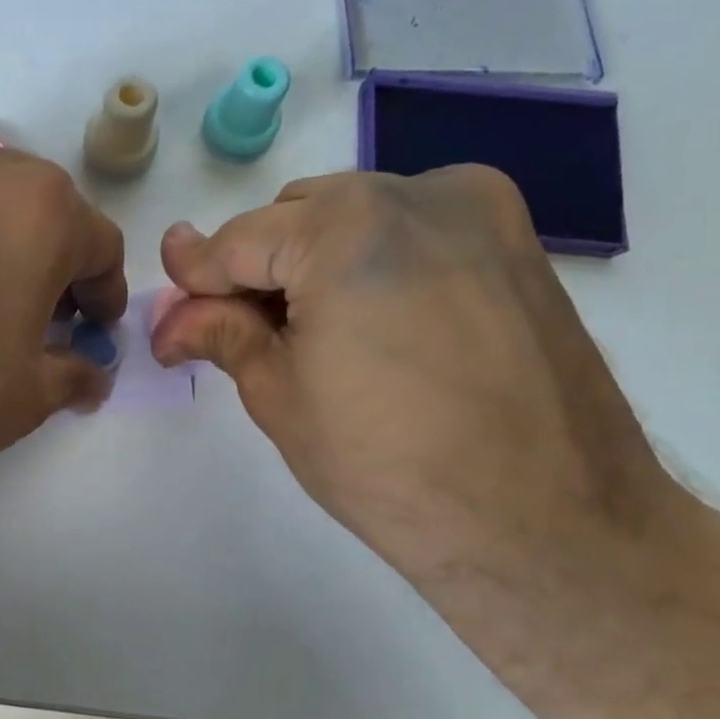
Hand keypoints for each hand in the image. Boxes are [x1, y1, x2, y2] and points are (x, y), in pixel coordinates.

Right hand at [150, 167, 690, 585]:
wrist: (549, 525)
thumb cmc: (390, 467)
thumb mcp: (280, 396)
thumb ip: (220, 333)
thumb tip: (170, 312)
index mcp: (346, 229)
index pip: (239, 240)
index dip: (195, 276)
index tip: (170, 307)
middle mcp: (415, 193)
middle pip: (295, 217)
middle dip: (257, 270)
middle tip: (241, 334)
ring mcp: (476, 211)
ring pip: (354, 216)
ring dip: (314, 262)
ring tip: (313, 335)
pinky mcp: (514, 242)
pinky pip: (412, 228)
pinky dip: (373, 261)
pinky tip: (374, 323)